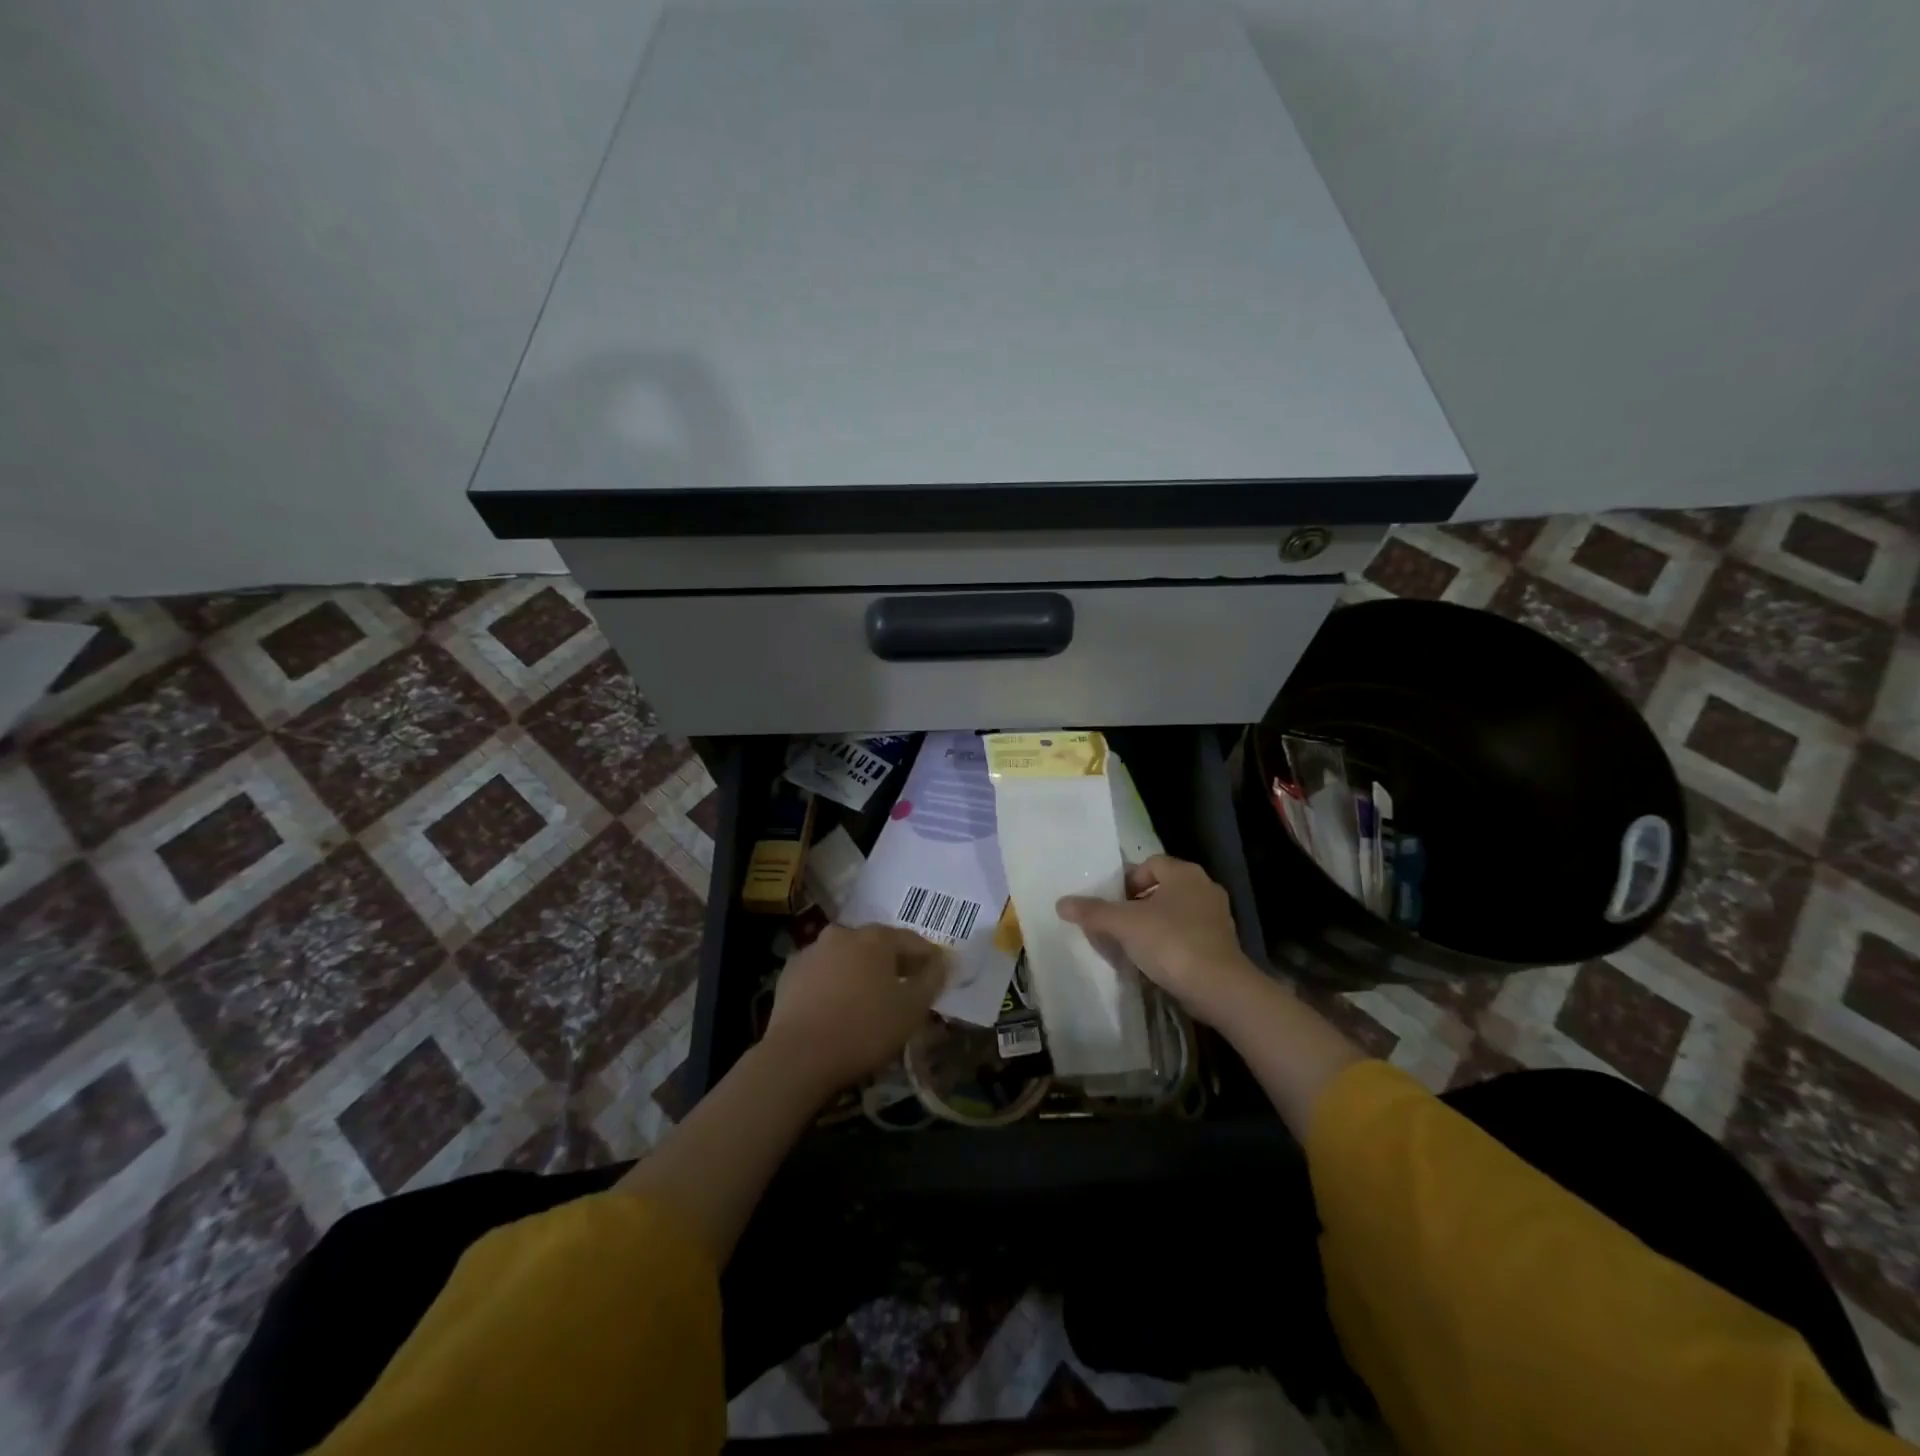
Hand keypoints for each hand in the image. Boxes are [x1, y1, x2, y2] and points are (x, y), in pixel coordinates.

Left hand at [762, 923, 947, 1094]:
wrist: (799, 1056)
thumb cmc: (864, 1029)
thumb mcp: (911, 1010)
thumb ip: (931, 980)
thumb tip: (941, 961)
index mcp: (876, 938)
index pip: (912, 940)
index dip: (928, 958)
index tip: (936, 975)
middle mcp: (844, 933)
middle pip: (877, 945)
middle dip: (892, 962)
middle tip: (903, 988)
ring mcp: (812, 950)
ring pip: (847, 956)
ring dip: (860, 970)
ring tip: (867, 999)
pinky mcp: (790, 972)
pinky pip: (822, 972)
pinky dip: (833, 982)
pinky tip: (836, 1005)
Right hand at [1056, 855, 1260, 1026]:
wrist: (1218, 988)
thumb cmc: (1170, 942)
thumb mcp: (1124, 924)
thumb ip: (1093, 912)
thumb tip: (1061, 903)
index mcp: (1184, 873)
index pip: (1149, 864)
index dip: (1127, 880)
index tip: (1112, 903)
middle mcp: (1204, 887)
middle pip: (1162, 888)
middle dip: (1138, 904)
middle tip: (1117, 923)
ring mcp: (1217, 917)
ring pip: (1175, 912)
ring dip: (1154, 924)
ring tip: (1132, 944)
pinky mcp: (1222, 945)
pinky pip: (1188, 935)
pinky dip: (1170, 943)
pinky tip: (1155, 962)